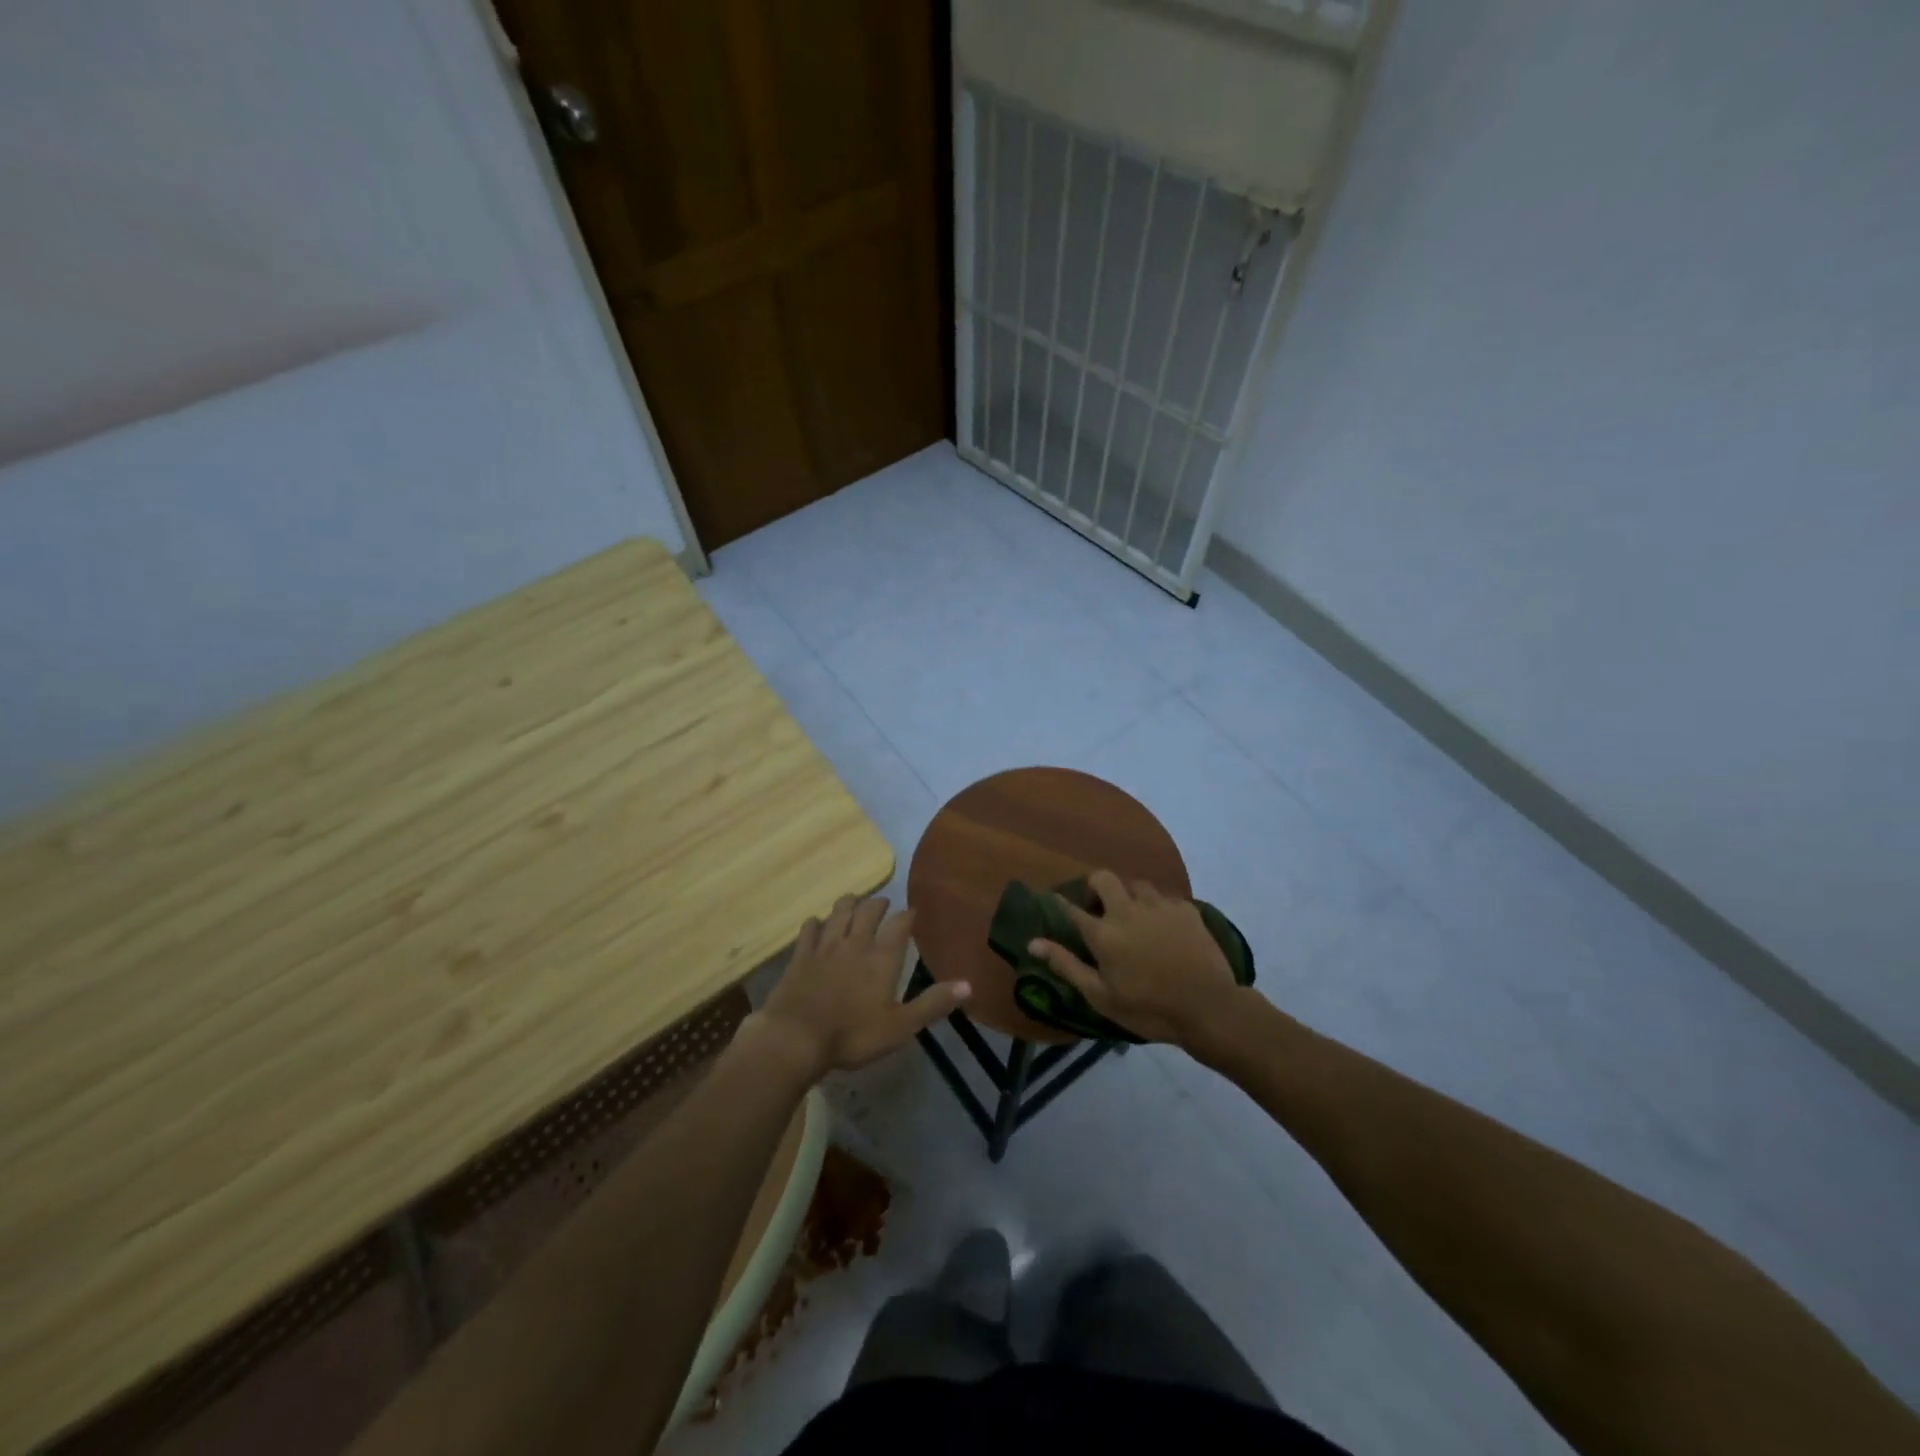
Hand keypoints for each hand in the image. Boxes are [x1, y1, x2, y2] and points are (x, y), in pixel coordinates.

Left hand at [745, 895, 969, 1079]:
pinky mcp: (800, 954)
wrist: (795, 1038)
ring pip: (840, 910)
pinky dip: (817, 922)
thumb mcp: (900, 1027)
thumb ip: (933, 1003)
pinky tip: (818, 925)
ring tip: (855, 903)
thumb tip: (969, 985)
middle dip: (879, 903)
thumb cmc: (853, 1035)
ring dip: (850, 903)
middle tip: (884, 904)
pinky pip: (810, 927)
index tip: (913, 912)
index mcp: (883, 957)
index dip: (908, 915)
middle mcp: (856, 942)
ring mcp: (825, 945)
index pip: (900, 923)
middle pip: (869, 909)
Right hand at [1028, 869, 1241, 1049]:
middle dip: (1095, 887)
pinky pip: (1164, 898)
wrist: (1209, 1008)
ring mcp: (1159, 906)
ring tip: (1134, 918)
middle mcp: (1128, 910)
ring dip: (1129, 897)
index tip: (1054, 902)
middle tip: (1099, 909)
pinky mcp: (1186, 909)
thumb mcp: (1101, 996)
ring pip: (1136, 885)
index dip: (1060, 904)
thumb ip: (1067, 965)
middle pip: (1104, 879)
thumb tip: (1033, 943)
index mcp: (1103, 933)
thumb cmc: (1149, 1009)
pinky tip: (1163, 928)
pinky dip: (1157, 908)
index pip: (1072, 909)